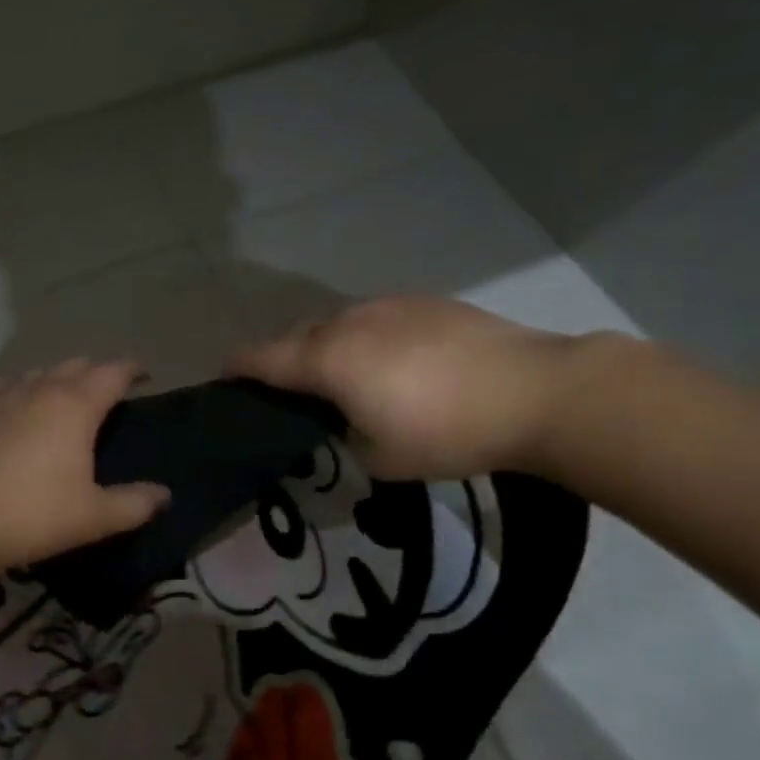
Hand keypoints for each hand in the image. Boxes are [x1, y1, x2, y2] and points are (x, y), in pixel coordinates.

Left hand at [0, 359, 170, 572]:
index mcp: (76, 406)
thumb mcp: (94, 516)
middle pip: (76, 365)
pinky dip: (23, 388)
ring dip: (59, 378)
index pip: (112, 372)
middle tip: (108, 393)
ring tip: (65, 398)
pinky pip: (7, 385)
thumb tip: (164, 495)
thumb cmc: (34, 514)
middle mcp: (41, 389)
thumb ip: (134, 503)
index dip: (132, 369)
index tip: (144, 374)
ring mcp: (3, 396)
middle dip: (97, 372)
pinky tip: (18, 405)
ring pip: (40, 372)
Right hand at [228, 297, 593, 480]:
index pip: (261, 358)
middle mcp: (347, 322)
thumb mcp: (379, 458)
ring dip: (327, 348)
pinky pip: (375, 319)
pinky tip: (394, 363)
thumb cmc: (446, 433)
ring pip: (337, 324)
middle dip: (283, 361)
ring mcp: (387, 306)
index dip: (236, 369)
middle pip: (296, 337)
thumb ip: (343, 437)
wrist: (535, 391)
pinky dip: (366, 339)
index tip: (224, 379)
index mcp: (326, 359)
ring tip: (344, 378)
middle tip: (290, 392)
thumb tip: (339, 423)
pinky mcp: (424, 302)